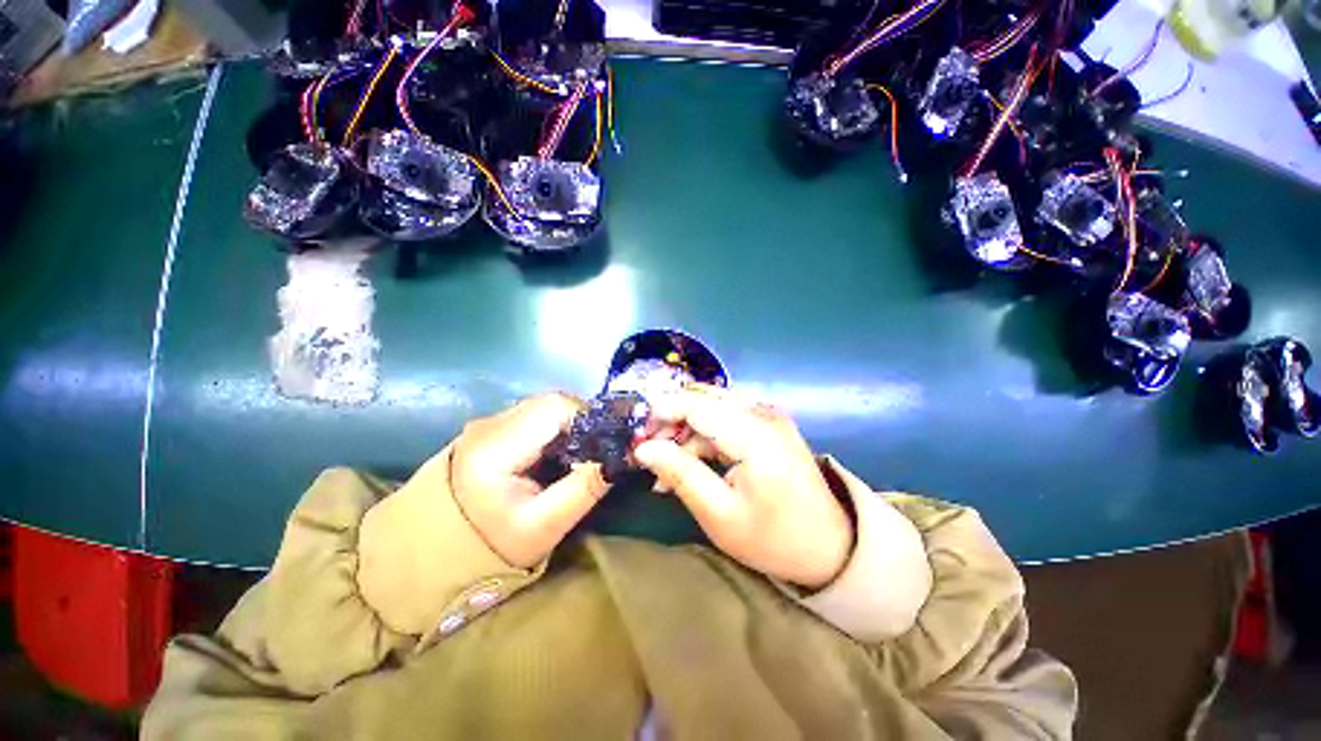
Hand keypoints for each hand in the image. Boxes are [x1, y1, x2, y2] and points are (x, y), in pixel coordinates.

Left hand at [451, 393, 607, 568]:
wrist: (432, 551)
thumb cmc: (488, 546)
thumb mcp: (543, 526)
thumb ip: (583, 489)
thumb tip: (619, 457)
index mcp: (495, 447)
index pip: (554, 407)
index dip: (588, 418)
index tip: (605, 442)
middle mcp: (489, 424)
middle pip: (550, 402)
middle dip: (582, 421)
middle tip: (596, 450)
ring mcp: (488, 423)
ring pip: (544, 406)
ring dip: (569, 423)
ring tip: (579, 453)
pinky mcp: (491, 429)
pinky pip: (534, 416)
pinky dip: (555, 428)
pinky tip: (557, 452)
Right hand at [634, 386, 852, 589]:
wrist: (830, 547)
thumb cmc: (773, 538)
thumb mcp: (719, 514)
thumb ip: (680, 474)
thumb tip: (643, 448)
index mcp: (756, 435)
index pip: (697, 405)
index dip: (661, 411)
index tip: (635, 433)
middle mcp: (763, 414)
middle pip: (704, 399)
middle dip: (671, 420)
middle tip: (647, 451)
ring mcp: (769, 417)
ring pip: (712, 407)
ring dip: (685, 431)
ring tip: (665, 467)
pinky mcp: (769, 425)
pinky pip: (727, 418)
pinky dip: (703, 436)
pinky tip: (690, 462)